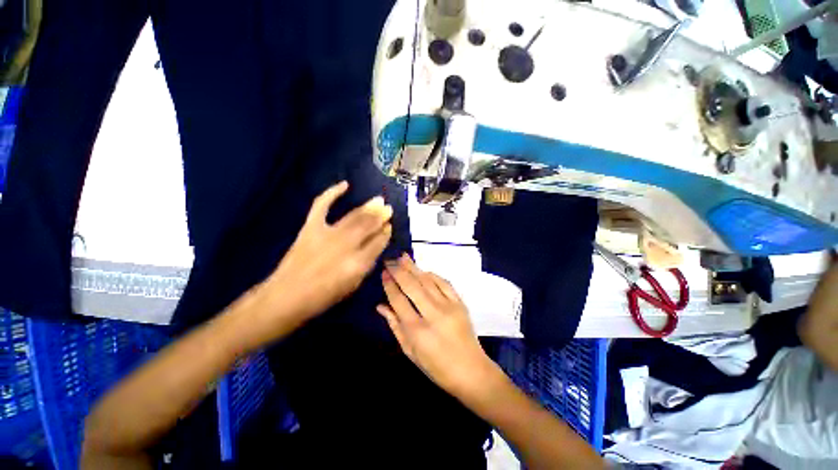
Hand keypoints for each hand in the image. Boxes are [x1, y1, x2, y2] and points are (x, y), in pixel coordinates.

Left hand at [254, 181, 392, 335]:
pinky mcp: (310, 227)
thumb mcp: (352, 285)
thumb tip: (376, 245)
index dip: (385, 233)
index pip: (378, 243)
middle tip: (388, 208)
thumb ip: (367, 264)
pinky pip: (322, 205)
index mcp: (357, 263)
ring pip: (353, 216)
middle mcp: (345, 246)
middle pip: (368, 226)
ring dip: (367, 207)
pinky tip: (344, 184)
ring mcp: (327, 234)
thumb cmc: (323, 296)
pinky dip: (332, 192)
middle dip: (380, 216)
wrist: (286, 296)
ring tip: (378, 200)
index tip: (389, 226)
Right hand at [378, 254, 498, 397]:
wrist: (471, 371)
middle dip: (399, 271)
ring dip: (414, 268)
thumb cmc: (436, 367)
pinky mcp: (460, 303)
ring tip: (403, 257)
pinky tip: (424, 270)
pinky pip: (444, 283)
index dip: (390, 285)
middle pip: (412, 286)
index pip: (399, 301)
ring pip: (428, 281)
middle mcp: (433, 314)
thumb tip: (381, 306)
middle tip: (390, 260)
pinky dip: (433, 275)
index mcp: (417, 331)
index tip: (383, 273)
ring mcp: (449, 306)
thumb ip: (395, 326)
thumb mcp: (410, 352)